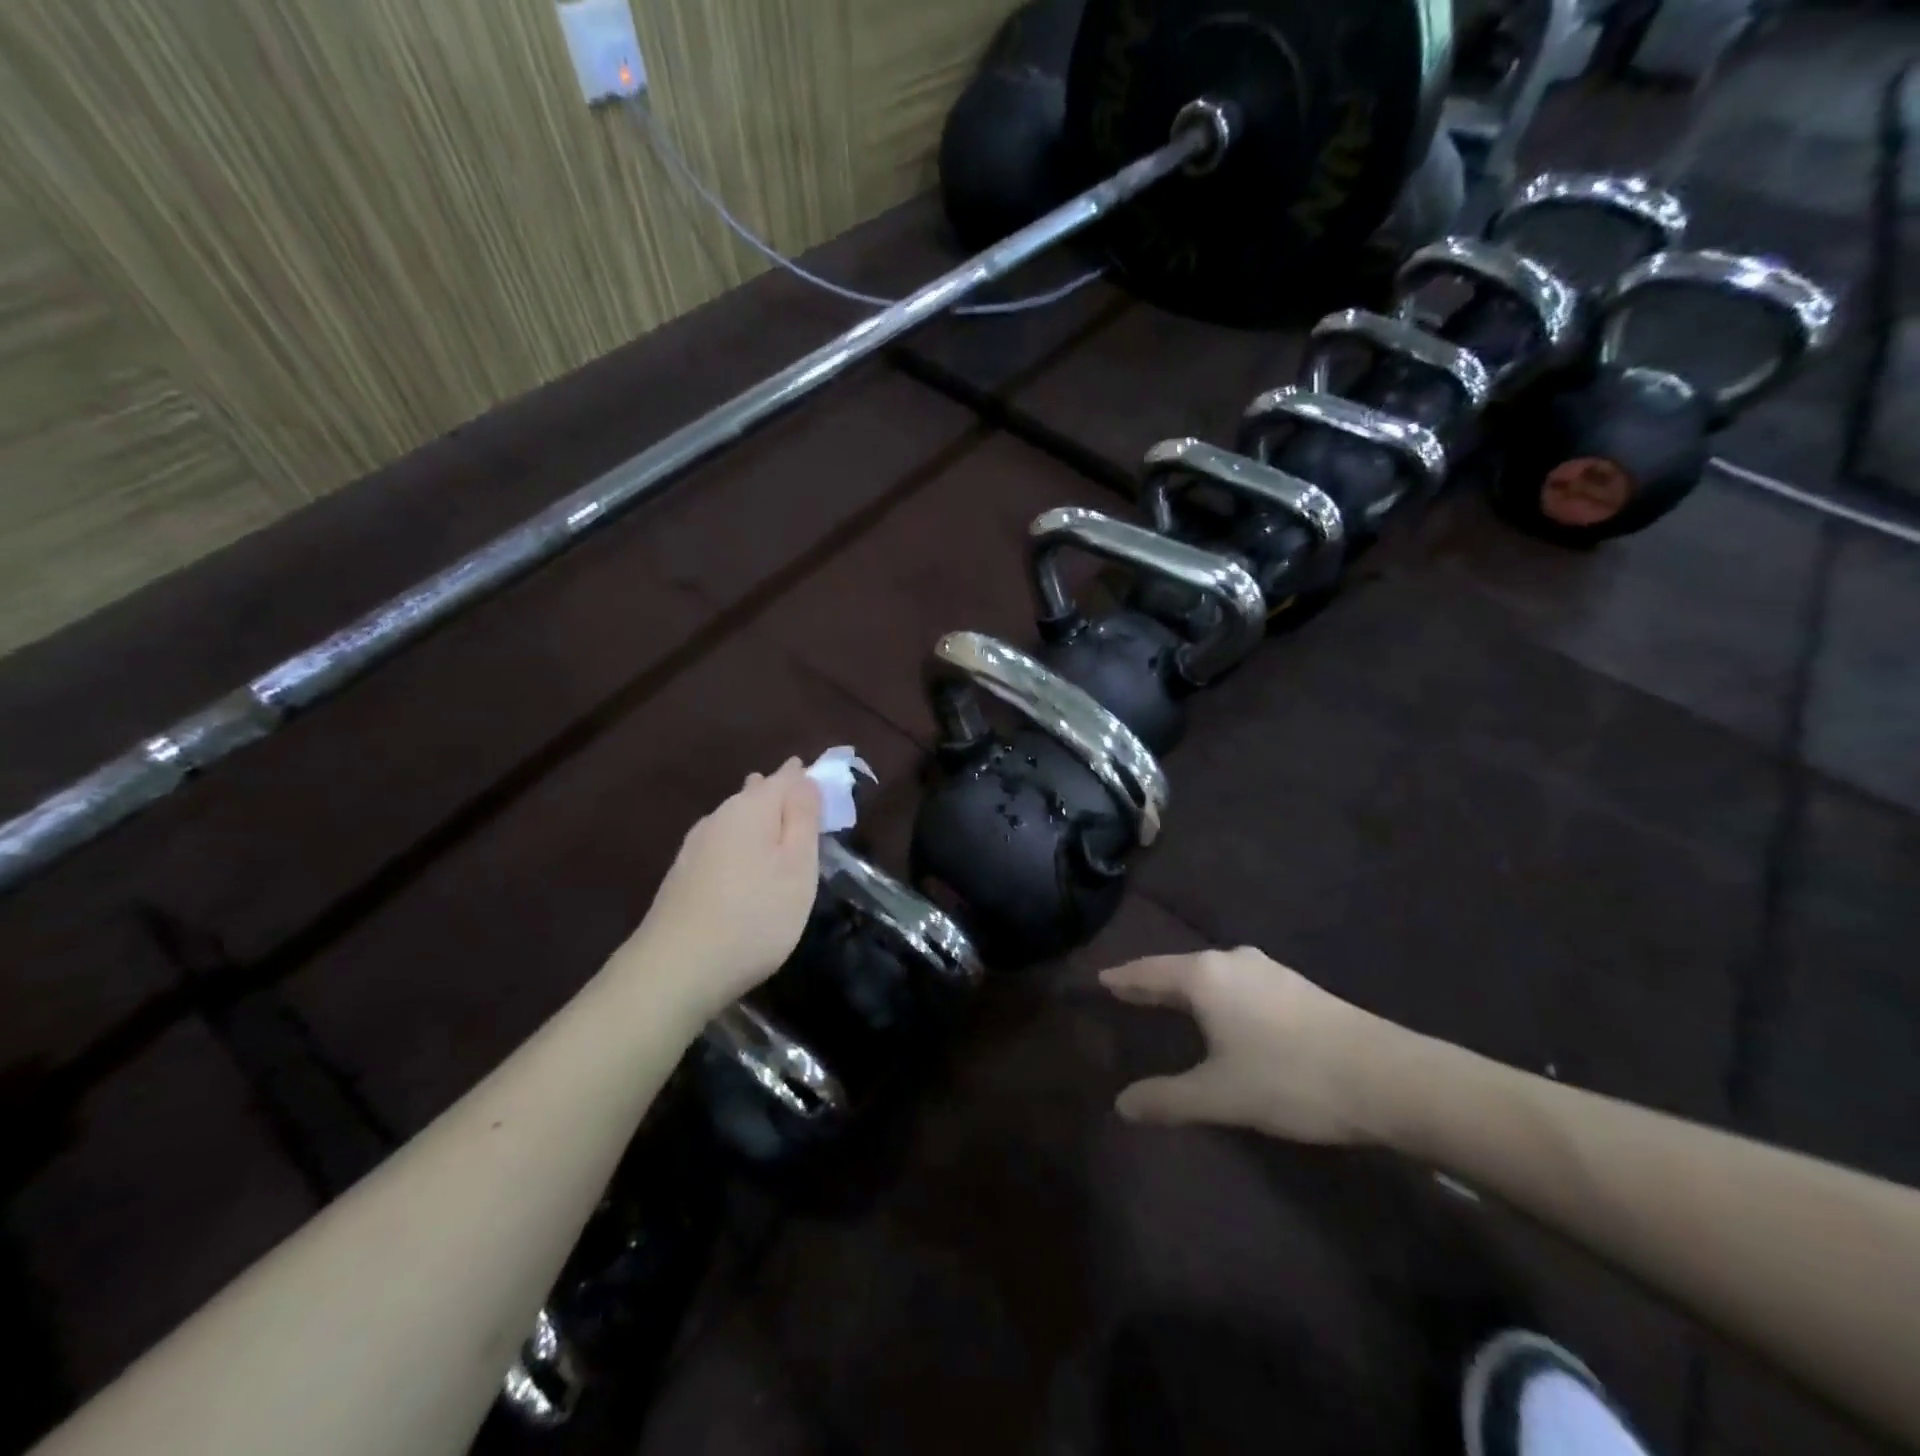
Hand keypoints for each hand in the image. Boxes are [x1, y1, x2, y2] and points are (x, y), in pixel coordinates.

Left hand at [619, 759, 821, 1020]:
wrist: (676, 969)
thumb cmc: (754, 915)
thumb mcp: (797, 866)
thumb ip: (804, 817)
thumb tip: (804, 776)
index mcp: (751, 808)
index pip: (786, 776)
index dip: (808, 779)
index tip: (826, 793)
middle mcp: (719, 816)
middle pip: (757, 794)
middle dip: (781, 798)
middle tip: (806, 813)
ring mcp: (695, 846)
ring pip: (736, 820)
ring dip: (759, 822)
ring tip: (779, 836)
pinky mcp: (683, 875)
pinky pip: (722, 845)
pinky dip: (741, 848)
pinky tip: (745, 867)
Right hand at [1100, 948, 1393, 1143]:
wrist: (1385, 1076)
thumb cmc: (1290, 1079)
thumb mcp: (1221, 1095)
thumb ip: (1168, 1099)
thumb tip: (1121, 1106)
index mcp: (1205, 977)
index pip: (1149, 971)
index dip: (1124, 978)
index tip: (1102, 978)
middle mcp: (1231, 962)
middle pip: (1179, 968)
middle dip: (1152, 980)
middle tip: (1127, 990)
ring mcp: (1267, 970)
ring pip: (1211, 973)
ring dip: (1186, 985)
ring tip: (1168, 999)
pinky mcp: (1294, 986)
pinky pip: (1236, 981)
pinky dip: (1215, 991)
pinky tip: (1223, 1009)